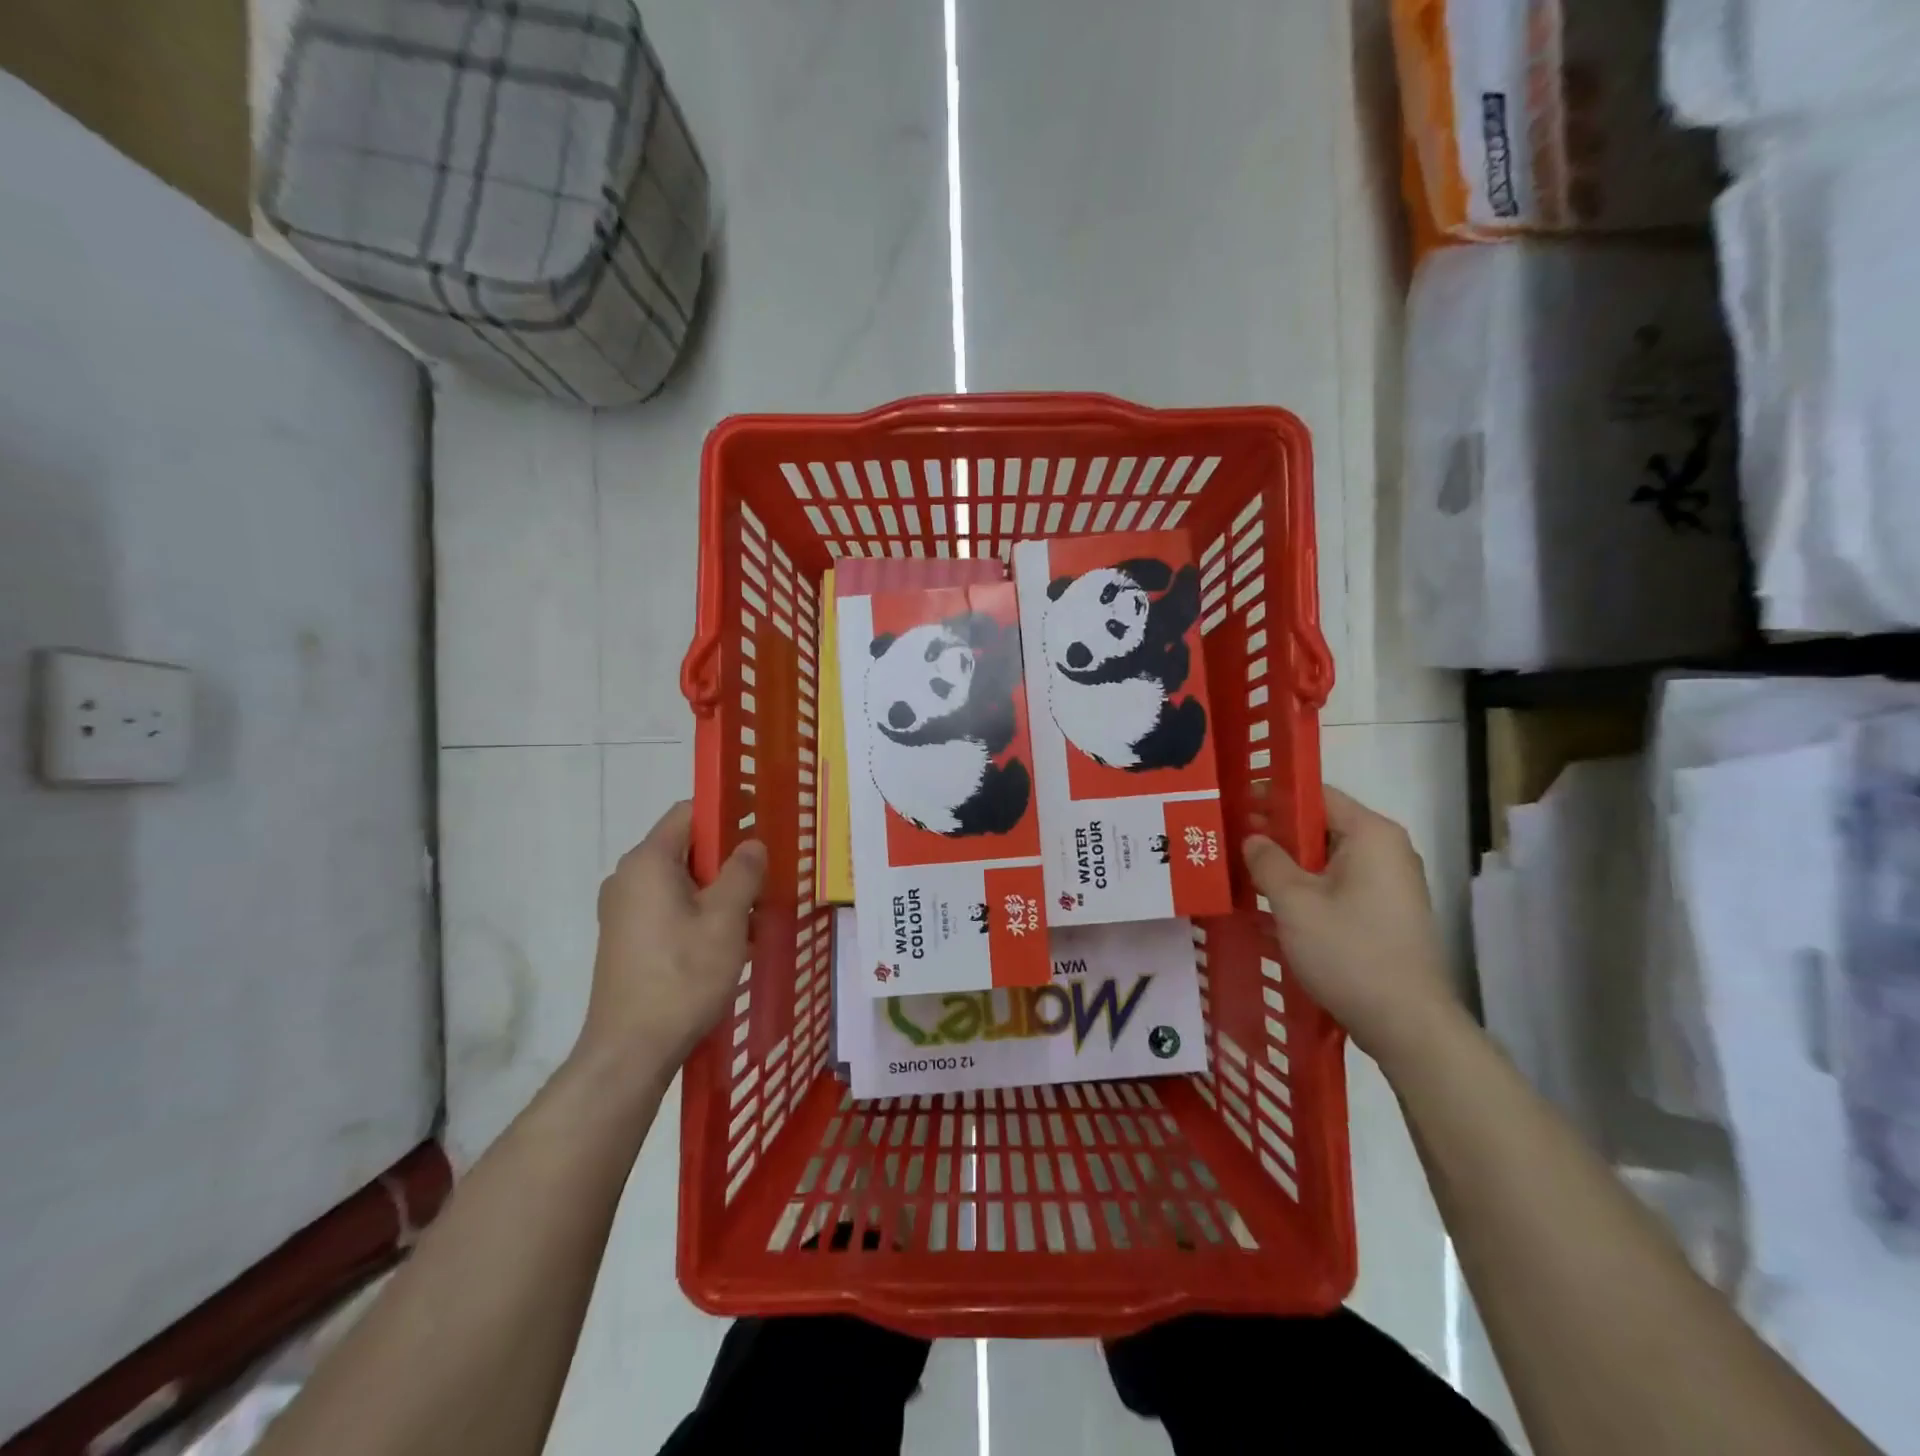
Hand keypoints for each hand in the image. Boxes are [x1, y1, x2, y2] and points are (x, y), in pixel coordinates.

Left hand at [578, 801, 766, 1076]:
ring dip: (717, 888)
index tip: (761, 819)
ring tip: (752, 913)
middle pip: (685, 846)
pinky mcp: (625, 938)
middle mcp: (628, 878)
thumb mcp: (726, 919)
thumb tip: (751, 844)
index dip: (727, 809)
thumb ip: (743, 872)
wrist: (629, 1051)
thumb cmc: (682, 977)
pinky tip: (726, 940)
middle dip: (727, 856)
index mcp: (648, 862)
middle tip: (765, 874)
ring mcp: (622, 910)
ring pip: (680, 880)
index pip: (689, 812)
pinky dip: (699, 911)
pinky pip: (668, 906)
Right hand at [1243, 786, 1458, 1066]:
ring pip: (1328, 859)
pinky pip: (1339, 885)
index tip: (1234, 806)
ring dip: (1289, 866)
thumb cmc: (1349, 952)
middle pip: (1321, 826)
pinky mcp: (1388, 912)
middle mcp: (1388, 849)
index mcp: (1371, 834)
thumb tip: (1253, 838)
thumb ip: (1267, 861)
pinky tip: (1275, 908)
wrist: (1408, 1024)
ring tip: (1245, 875)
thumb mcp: (1294, 902)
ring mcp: (1392, 883)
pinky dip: (1309, 889)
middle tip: (1230, 843)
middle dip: (1276, 834)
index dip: (1272, 797)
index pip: (1316, 794)